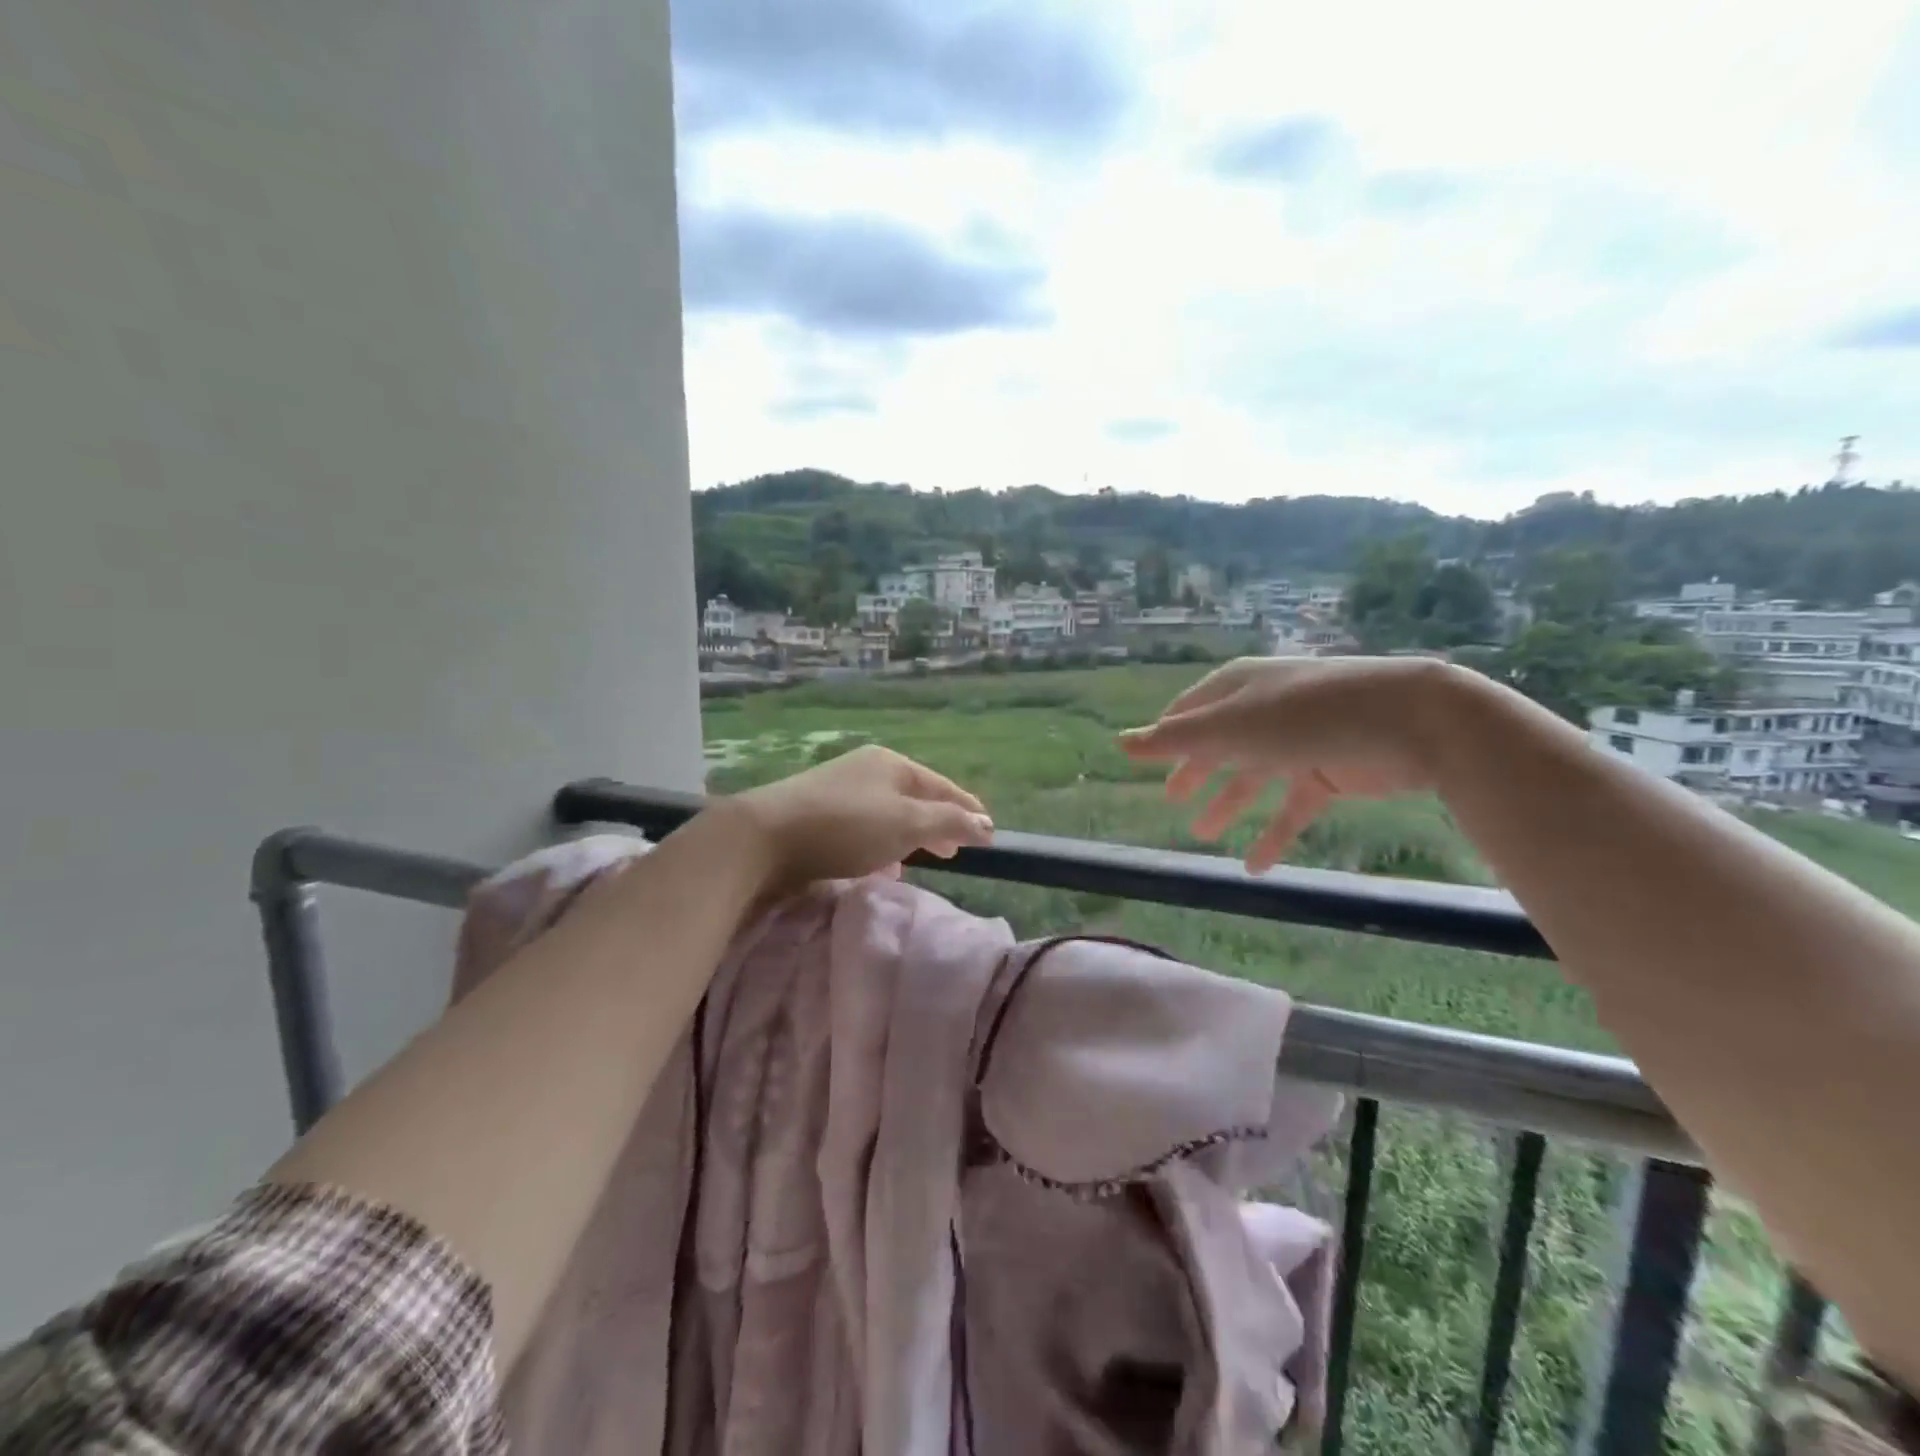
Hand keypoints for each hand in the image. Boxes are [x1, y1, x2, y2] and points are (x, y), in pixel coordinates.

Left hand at [722, 744, 993, 895]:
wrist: (764, 836)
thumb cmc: (845, 826)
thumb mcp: (906, 823)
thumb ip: (948, 822)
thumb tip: (985, 823)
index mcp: (892, 764)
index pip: (942, 785)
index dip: (967, 808)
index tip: (988, 832)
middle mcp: (867, 770)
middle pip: (914, 797)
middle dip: (938, 823)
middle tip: (956, 849)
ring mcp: (839, 790)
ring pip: (887, 814)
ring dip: (908, 837)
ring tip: (921, 861)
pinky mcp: (817, 814)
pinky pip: (863, 828)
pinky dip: (880, 845)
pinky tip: (880, 868)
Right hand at [1119, 656, 1467, 871]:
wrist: (1410, 720)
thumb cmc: (1306, 714)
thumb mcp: (1230, 727)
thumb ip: (1174, 740)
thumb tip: (1119, 743)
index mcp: (1238, 689)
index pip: (1191, 711)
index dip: (1169, 734)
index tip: (1149, 758)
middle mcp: (1264, 712)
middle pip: (1220, 745)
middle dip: (1196, 771)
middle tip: (1173, 800)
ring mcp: (1298, 743)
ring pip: (1253, 778)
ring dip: (1228, 804)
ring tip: (1202, 833)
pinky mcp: (1329, 774)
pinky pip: (1291, 809)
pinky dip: (1273, 835)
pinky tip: (1254, 865)